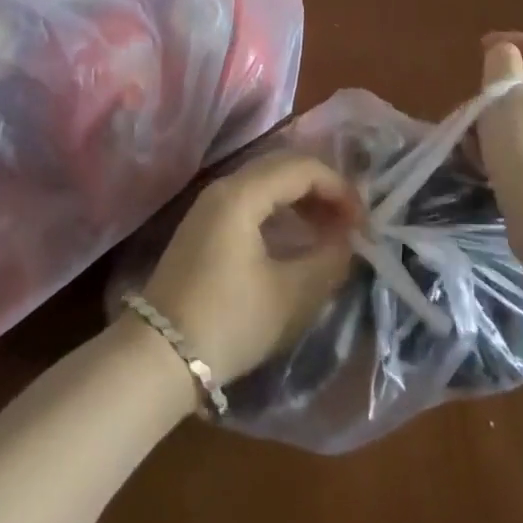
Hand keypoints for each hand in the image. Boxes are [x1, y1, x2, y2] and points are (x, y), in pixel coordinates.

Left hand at [141, 153, 357, 384]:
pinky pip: (252, 199)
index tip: (364, 222)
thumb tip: (348, 240)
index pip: (302, 168)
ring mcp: (210, 205)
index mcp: (242, 193)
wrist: (159, 356)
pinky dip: (280, 209)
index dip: (339, 188)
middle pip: (283, 166)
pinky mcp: (204, 225)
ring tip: (330, 230)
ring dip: (301, 198)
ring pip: (266, 182)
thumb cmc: (229, 322)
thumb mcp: (291, 296)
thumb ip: (328, 261)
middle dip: (322, 188)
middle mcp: (224, 187)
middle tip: (351, 220)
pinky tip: (296, 237)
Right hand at [475, 31, 522, 243]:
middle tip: (475, 94)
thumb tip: (506, 55)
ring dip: (504, 117)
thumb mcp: (504, 97)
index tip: (481, 48)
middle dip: (504, 86)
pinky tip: (487, 160)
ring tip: (473, 131)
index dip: (516, 41)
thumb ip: (502, 63)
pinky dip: (516, 142)